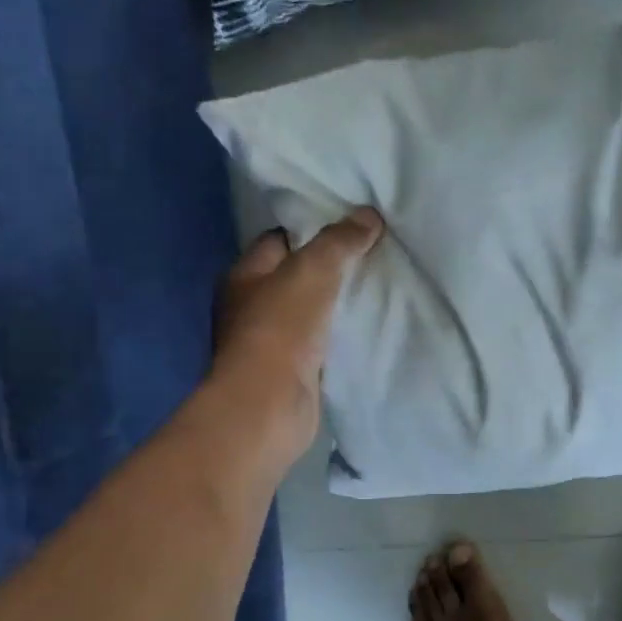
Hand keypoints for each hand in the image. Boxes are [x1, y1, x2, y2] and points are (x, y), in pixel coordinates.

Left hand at [211, 209, 383, 463]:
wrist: (269, 405)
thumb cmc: (281, 328)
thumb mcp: (313, 270)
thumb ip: (340, 241)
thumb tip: (368, 215)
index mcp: (244, 275)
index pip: (279, 240)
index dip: (314, 230)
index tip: (352, 228)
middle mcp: (250, 307)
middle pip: (295, 277)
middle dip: (331, 268)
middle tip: (372, 256)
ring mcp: (269, 343)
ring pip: (310, 312)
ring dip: (336, 305)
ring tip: (377, 289)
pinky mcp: (290, 372)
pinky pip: (319, 344)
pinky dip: (338, 337)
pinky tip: (366, 329)